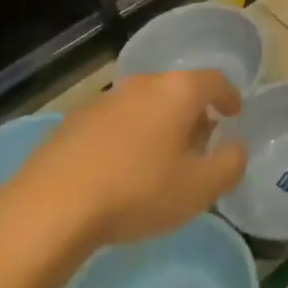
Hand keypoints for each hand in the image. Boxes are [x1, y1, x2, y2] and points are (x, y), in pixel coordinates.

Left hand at [23, 71, 248, 247]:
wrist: (51, 206)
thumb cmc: (137, 191)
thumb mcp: (199, 188)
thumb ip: (230, 164)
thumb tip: (236, 147)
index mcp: (177, 91)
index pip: (214, 81)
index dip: (229, 95)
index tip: (234, 112)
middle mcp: (142, 84)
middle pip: (177, 90)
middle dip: (192, 113)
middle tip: (199, 143)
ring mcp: (104, 100)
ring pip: (144, 105)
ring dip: (158, 125)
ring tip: (160, 159)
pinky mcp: (73, 122)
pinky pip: (114, 123)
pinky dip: (127, 137)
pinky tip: (121, 170)